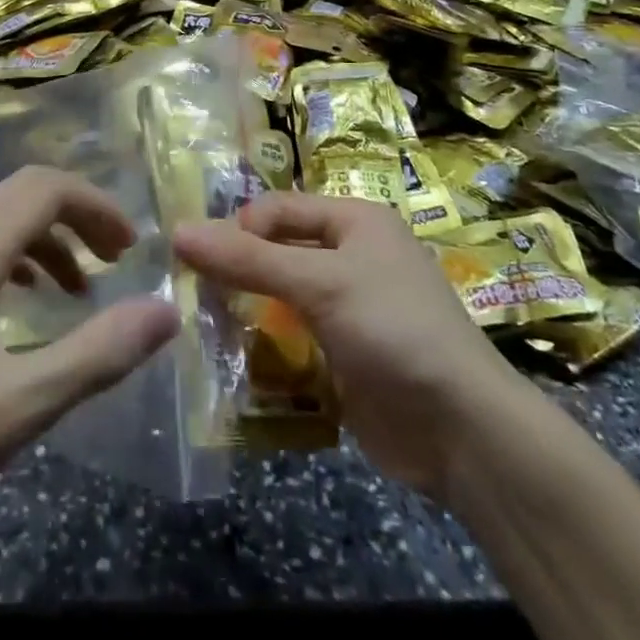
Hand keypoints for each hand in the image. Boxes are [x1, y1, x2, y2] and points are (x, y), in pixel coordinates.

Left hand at [0, 165, 178, 566]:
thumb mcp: (20, 404)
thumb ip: (98, 353)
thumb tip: (166, 311)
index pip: (46, 187)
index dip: (96, 206)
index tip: (130, 249)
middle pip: (23, 193)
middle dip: (77, 216)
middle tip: (116, 260)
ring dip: (47, 238)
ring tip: (79, 289)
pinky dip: (15, 258)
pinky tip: (23, 303)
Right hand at [174, 193, 523, 495]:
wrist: (462, 431)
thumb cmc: (392, 329)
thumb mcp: (319, 283)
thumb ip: (248, 259)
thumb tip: (178, 231)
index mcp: (355, 220)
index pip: (279, 208)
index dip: (238, 227)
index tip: (196, 258)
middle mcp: (352, 255)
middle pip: (278, 249)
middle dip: (238, 268)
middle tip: (191, 292)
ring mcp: (349, 307)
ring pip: (282, 294)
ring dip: (247, 307)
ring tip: (202, 324)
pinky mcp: (344, 353)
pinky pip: (293, 336)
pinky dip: (264, 343)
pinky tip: (232, 357)